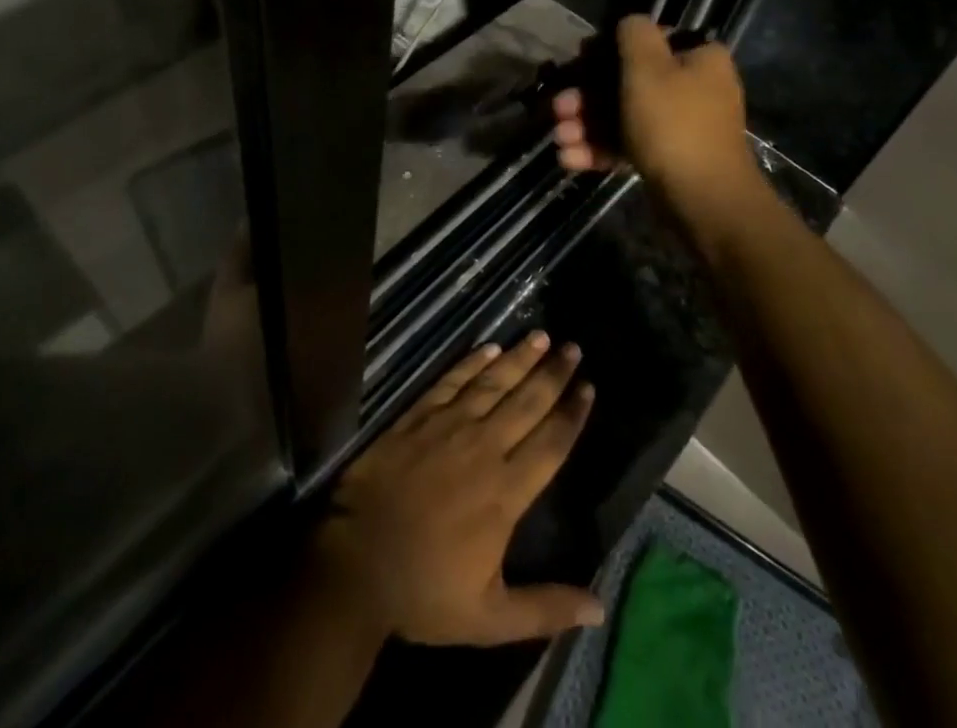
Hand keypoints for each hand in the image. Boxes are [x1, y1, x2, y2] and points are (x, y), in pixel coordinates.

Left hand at [312, 331, 603, 645]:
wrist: (356, 562)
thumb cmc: (424, 592)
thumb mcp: (489, 618)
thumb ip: (545, 608)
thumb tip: (600, 609)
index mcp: (506, 493)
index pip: (551, 444)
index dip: (572, 415)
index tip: (589, 387)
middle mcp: (484, 448)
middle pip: (527, 403)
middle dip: (553, 374)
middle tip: (574, 348)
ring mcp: (449, 426)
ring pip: (493, 383)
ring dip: (519, 358)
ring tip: (541, 336)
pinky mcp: (418, 416)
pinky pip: (452, 381)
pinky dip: (472, 362)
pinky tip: (489, 348)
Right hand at [552, 15, 752, 198]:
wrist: (703, 200)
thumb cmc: (673, 123)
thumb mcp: (647, 67)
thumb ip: (634, 34)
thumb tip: (629, 23)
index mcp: (699, 59)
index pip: (650, 41)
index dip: (609, 48)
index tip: (579, 60)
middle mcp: (695, 88)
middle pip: (629, 82)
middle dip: (588, 96)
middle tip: (559, 108)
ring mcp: (682, 127)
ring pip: (624, 116)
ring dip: (587, 125)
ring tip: (560, 138)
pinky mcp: (669, 159)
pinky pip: (629, 145)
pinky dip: (600, 149)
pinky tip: (569, 158)